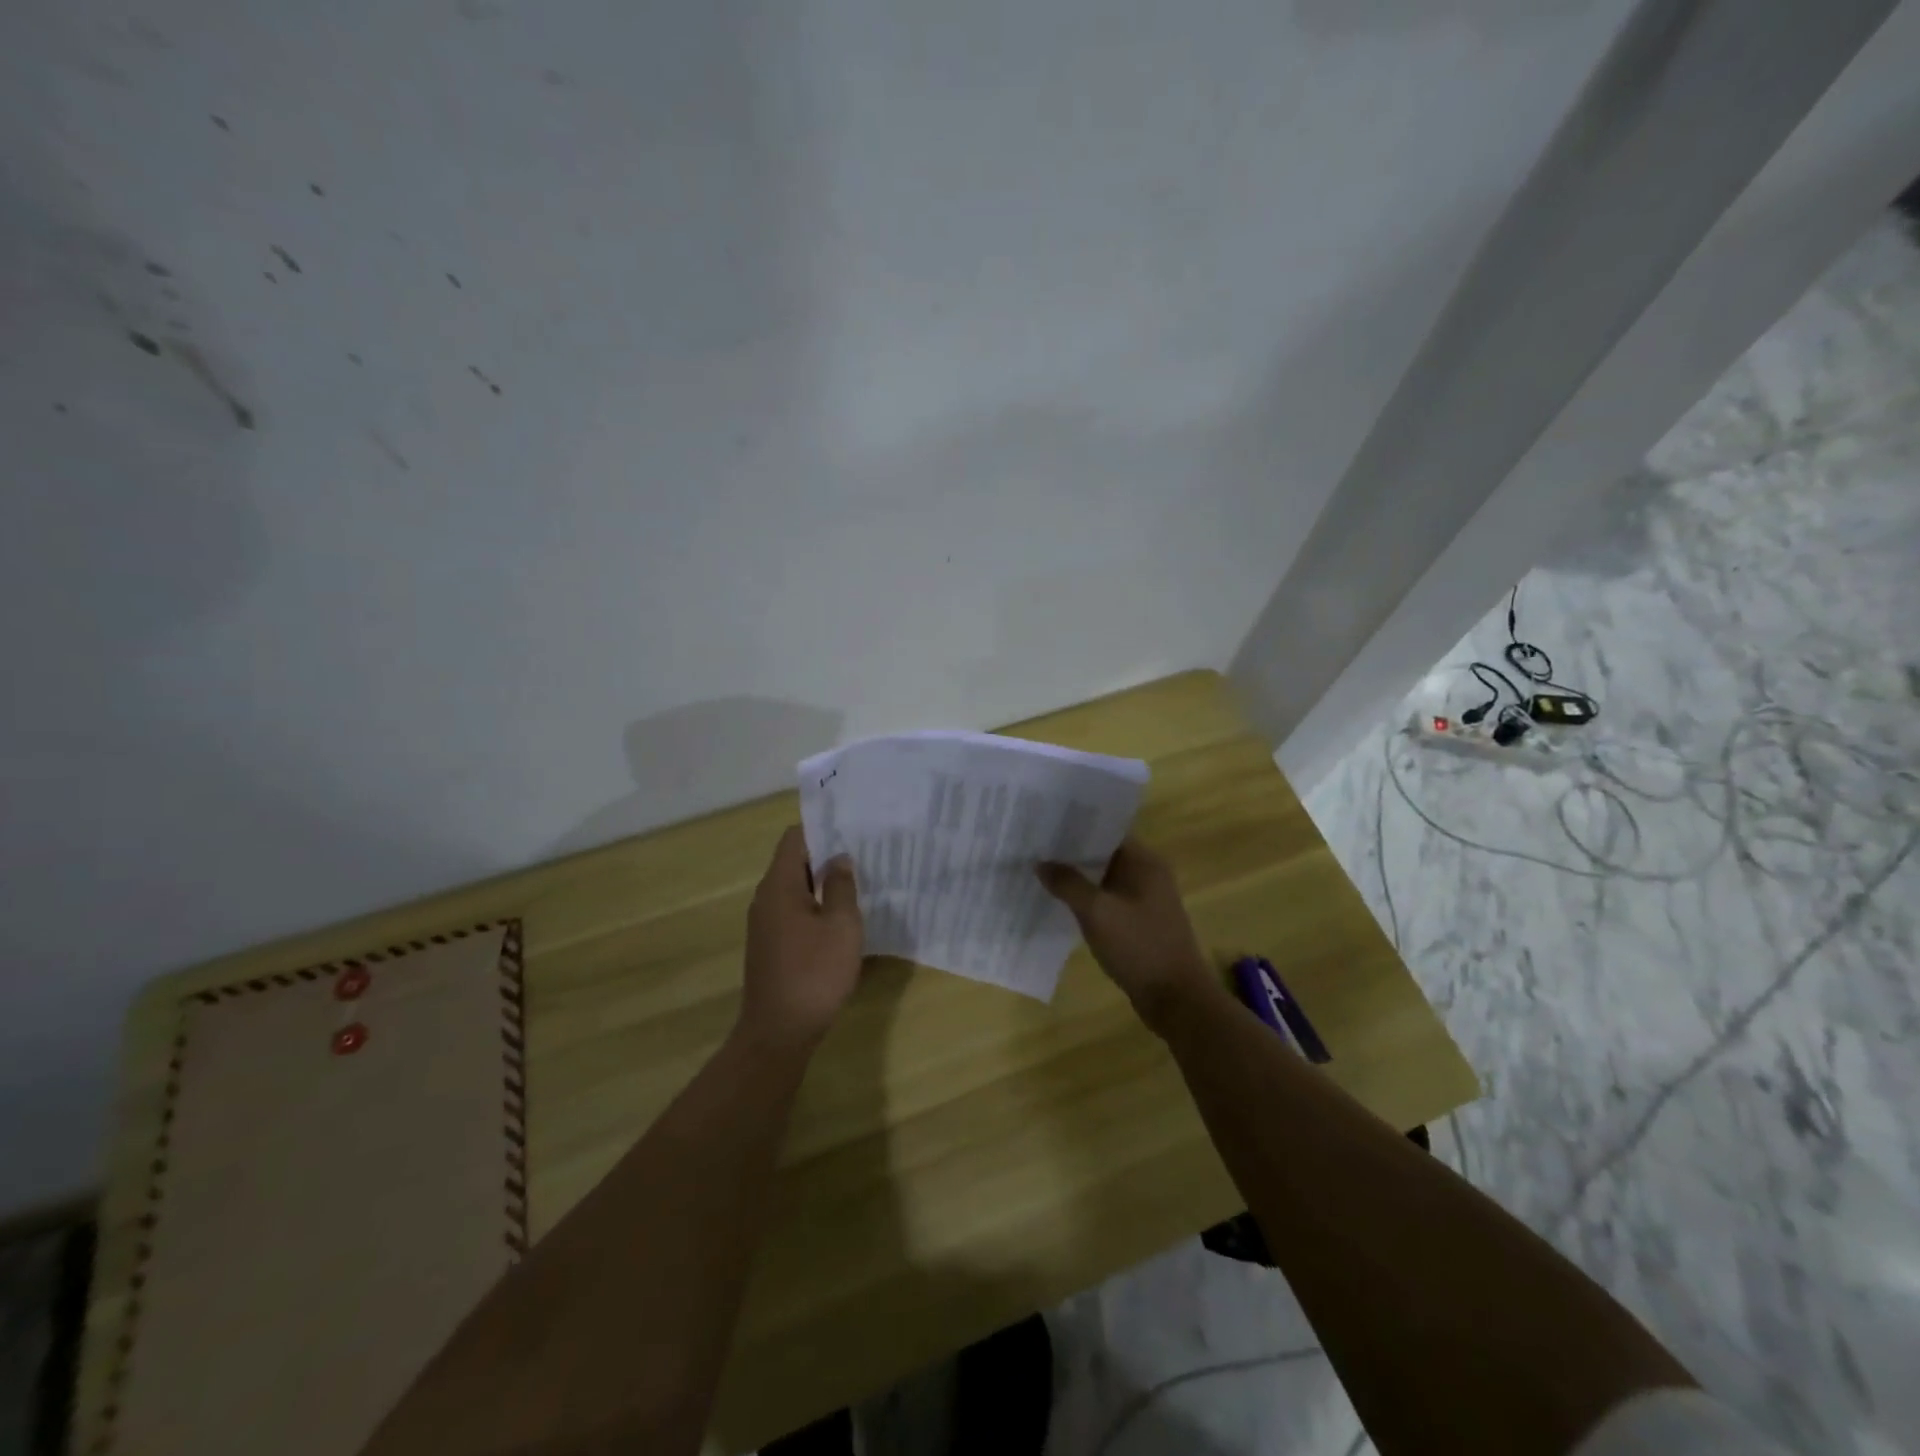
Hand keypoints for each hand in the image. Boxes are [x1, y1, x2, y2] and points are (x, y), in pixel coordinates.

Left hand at [739, 827, 864, 1051]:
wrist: (778, 1032)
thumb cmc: (814, 973)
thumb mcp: (841, 926)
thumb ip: (842, 886)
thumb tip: (839, 859)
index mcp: (779, 886)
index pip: (795, 838)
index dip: (823, 829)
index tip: (853, 830)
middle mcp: (766, 899)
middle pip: (794, 862)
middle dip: (827, 856)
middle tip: (865, 855)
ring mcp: (765, 924)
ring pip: (795, 889)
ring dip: (823, 884)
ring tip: (859, 883)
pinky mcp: (771, 945)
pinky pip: (794, 911)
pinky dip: (816, 907)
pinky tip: (841, 919)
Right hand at [1038, 836, 1218, 1031]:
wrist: (1176, 998)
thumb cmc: (1139, 946)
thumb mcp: (1097, 912)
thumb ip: (1068, 883)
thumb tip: (1040, 862)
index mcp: (1144, 862)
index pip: (1106, 831)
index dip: (1075, 828)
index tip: (1044, 826)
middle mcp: (1148, 874)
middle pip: (1104, 853)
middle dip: (1071, 853)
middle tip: (1033, 848)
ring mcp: (1145, 899)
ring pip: (1104, 878)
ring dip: (1078, 877)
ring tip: (1040, 871)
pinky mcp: (1139, 922)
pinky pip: (1108, 900)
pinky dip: (1087, 899)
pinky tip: (1061, 902)